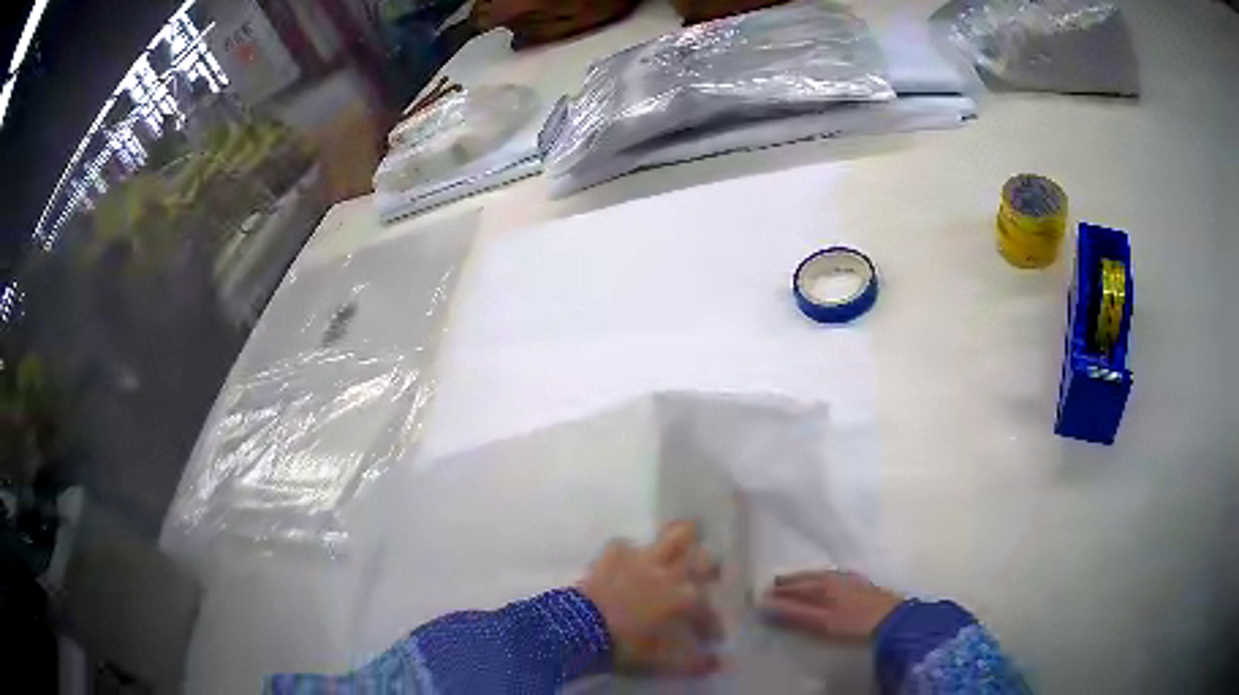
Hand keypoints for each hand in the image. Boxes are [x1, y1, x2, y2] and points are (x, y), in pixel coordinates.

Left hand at [578, 520, 721, 674]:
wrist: (579, 630)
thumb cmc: (626, 646)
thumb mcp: (662, 662)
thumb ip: (693, 663)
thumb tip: (716, 661)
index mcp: (685, 599)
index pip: (708, 610)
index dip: (712, 624)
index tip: (712, 638)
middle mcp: (669, 574)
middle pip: (702, 559)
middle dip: (710, 568)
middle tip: (709, 576)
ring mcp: (640, 560)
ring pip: (672, 536)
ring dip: (682, 538)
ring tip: (689, 538)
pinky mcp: (612, 557)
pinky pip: (624, 546)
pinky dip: (629, 552)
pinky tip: (629, 560)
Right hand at [762, 570, 902, 639]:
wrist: (892, 619)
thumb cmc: (854, 622)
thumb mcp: (821, 622)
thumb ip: (794, 614)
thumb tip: (765, 605)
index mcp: (823, 582)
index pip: (793, 585)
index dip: (777, 591)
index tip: (760, 595)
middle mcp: (834, 575)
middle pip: (806, 577)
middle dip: (789, 582)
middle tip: (772, 587)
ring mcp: (849, 578)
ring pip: (820, 576)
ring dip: (804, 581)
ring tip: (793, 587)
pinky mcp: (860, 584)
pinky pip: (831, 579)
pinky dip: (819, 582)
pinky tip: (822, 588)